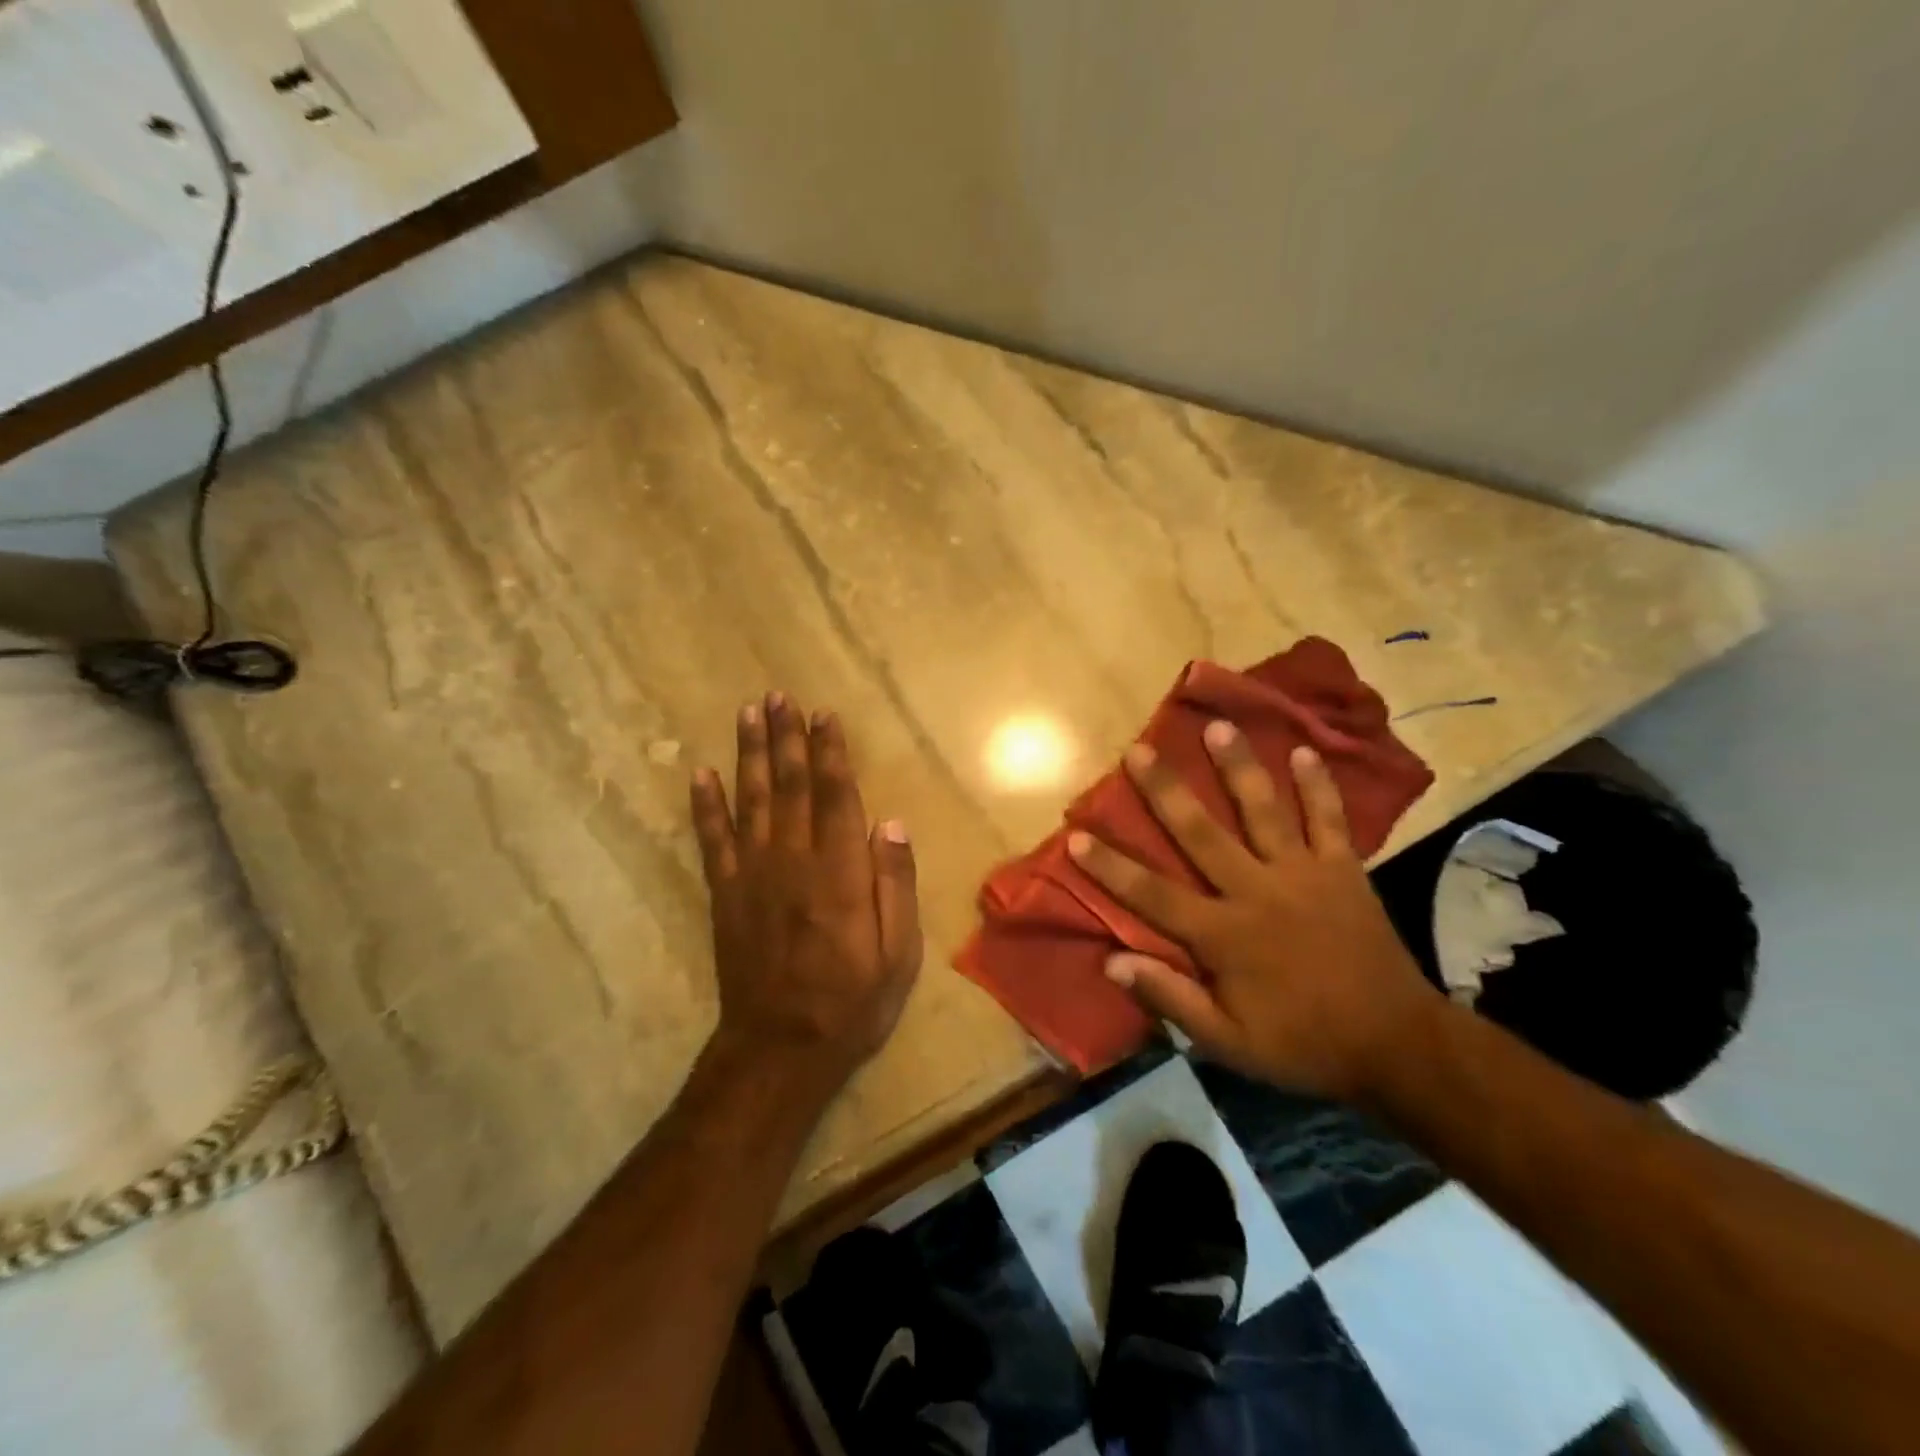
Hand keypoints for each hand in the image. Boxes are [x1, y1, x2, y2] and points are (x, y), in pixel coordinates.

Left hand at [692, 693, 923, 1091]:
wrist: (780, 1046)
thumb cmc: (851, 1000)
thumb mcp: (897, 952)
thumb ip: (895, 884)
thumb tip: (892, 823)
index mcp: (840, 871)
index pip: (836, 795)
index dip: (830, 752)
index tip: (824, 715)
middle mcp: (794, 859)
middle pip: (790, 785)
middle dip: (786, 737)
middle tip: (779, 696)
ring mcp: (753, 874)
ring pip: (750, 799)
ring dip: (748, 753)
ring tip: (748, 713)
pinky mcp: (726, 893)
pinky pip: (712, 839)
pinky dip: (705, 804)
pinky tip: (701, 773)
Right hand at [1067, 722, 1435, 1100]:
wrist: (1397, 1044)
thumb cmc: (1303, 1045)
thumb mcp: (1229, 1043)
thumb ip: (1172, 999)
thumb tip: (1112, 963)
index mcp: (1224, 935)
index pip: (1153, 894)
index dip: (1111, 867)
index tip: (1076, 837)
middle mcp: (1257, 891)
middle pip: (1201, 833)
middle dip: (1166, 791)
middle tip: (1140, 750)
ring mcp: (1303, 874)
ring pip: (1264, 811)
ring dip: (1239, 767)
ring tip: (1219, 726)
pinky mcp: (1343, 870)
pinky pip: (1329, 820)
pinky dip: (1318, 785)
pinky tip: (1303, 751)